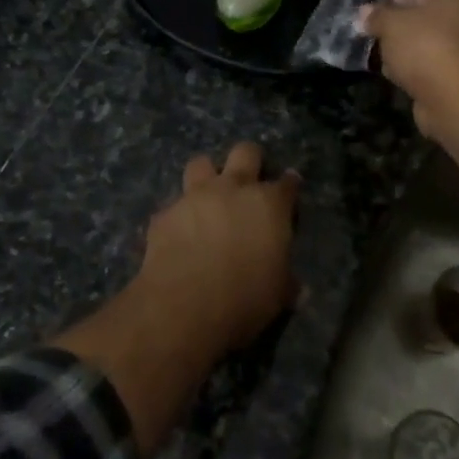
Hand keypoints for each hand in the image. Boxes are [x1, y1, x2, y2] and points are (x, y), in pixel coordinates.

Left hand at [135, 142, 300, 356]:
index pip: (287, 184)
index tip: (290, 189)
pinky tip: (178, 235)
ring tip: (208, 198)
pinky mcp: (165, 213)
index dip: (290, 185)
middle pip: (245, 152)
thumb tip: (293, 285)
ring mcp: (195, 196)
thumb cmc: (244, 298)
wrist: (184, 305)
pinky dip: (178, 216)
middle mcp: (233, 188)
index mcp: (269, 204)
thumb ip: (285, 279)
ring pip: (201, 163)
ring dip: (206, 176)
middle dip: (250, 160)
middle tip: (249, 181)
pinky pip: (173, 206)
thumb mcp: (278, 294)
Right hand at [364, 0, 458, 139]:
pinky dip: (416, 67)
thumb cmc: (425, 45)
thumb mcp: (391, 24)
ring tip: (380, 54)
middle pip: (428, 18)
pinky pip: (434, 65)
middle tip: (374, 31)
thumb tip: (364, 12)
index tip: (372, 8)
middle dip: (400, 25)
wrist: (453, 96)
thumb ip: (377, 15)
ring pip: (430, 43)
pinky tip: (395, 73)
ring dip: (407, 48)